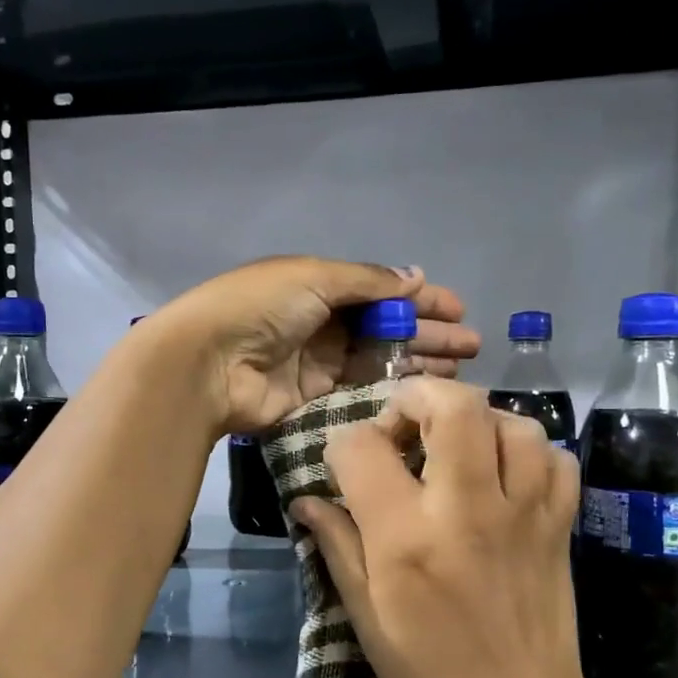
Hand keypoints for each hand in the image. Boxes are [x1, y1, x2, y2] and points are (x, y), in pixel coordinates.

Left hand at [151, 257, 479, 435]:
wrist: (207, 363)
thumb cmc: (260, 308)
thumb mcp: (314, 277)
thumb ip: (367, 281)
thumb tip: (415, 277)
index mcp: (318, 285)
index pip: (379, 290)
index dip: (418, 299)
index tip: (458, 309)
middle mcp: (320, 322)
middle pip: (383, 327)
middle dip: (427, 333)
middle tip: (470, 346)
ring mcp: (317, 363)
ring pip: (377, 361)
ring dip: (416, 362)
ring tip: (459, 370)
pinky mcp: (313, 399)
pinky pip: (359, 391)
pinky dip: (389, 390)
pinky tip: (422, 393)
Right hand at [289, 376, 615, 677]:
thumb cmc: (427, 676)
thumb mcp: (364, 615)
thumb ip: (337, 545)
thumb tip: (306, 500)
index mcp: (405, 537)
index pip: (361, 447)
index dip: (343, 445)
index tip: (346, 467)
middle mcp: (466, 510)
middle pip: (453, 404)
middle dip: (418, 396)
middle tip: (404, 425)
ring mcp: (523, 514)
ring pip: (513, 422)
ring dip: (478, 422)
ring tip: (457, 449)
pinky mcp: (560, 526)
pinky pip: (555, 459)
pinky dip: (528, 452)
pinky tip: (505, 475)